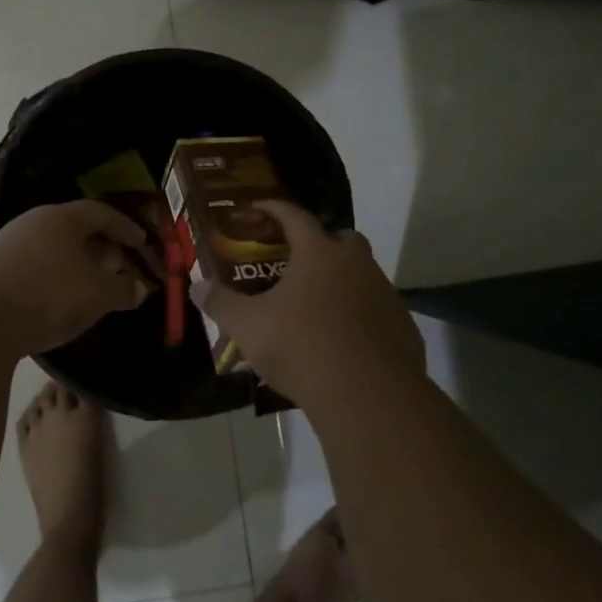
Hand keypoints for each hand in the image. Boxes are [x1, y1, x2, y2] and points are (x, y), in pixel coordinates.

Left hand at [0, 200, 152, 353]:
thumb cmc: (48, 295)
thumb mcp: (97, 294)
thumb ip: (122, 289)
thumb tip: (139, 287)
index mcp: (60, 218)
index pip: (99, 212)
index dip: (124, 227)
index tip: (141, 242)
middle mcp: (31, 223)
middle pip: (73, 229)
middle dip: (100, 247)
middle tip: (118, 266)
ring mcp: (7, 246)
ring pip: (52, 248)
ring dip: (76, 264)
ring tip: (91, 287)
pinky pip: (34, 267)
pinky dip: (54, 278)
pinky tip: (59, 302)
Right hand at [194, 200, 423, 405]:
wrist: (367, 394)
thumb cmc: (301, 347)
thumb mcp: (248, 326)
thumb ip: (222, 303)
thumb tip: (198, 287)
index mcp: (319, 253)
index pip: (295, 217)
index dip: (274, 209)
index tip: (259, 208)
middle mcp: (357, 264)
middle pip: (341, 239)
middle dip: (320, 244)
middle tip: (296, 262)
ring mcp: (385, 294)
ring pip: (363, 275)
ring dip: (342, 281)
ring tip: (316, 306)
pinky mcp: (403, 326)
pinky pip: (378, 310)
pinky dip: (360, 315)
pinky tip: (343, 339)